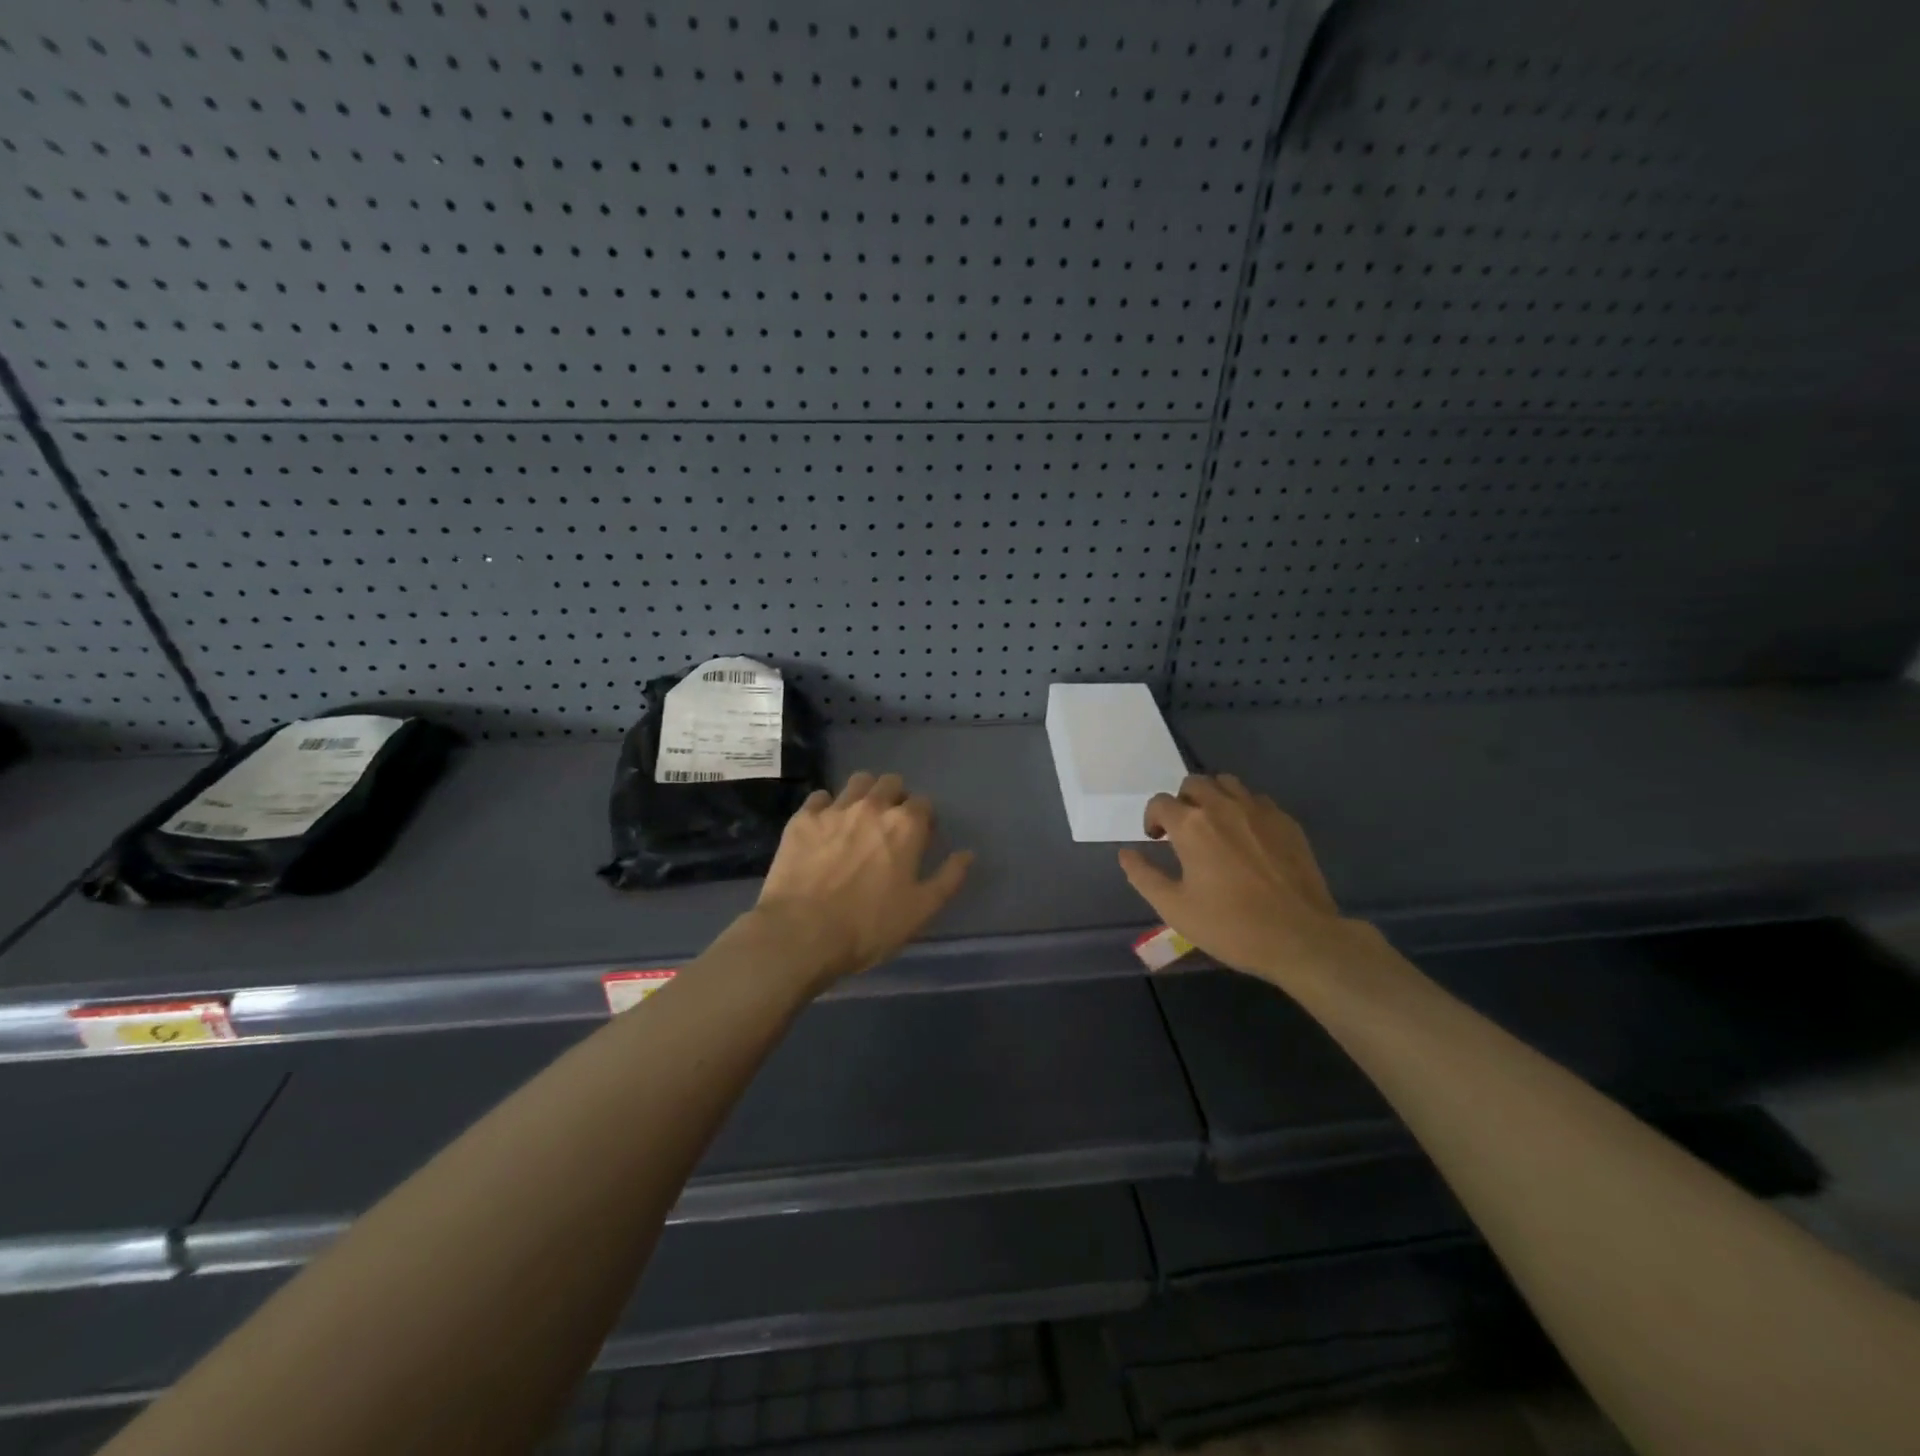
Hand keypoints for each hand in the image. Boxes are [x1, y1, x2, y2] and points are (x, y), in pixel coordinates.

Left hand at [748, 771, 973, 986]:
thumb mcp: (920, 911)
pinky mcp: (802, 819)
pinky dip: (826, 807)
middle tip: (889, 825)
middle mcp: (872, 807)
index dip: (924, 819)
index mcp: (905, 826)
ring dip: (864, 794)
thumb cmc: (868, 926)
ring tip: (859, 819)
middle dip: (895, 797)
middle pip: (890, 783)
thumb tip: (967, 853)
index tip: (919, 838)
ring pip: (857, 782)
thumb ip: (948, 878)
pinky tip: (824, 827)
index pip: (923, 803)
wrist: (801, 933)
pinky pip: (820, 798)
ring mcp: (835, 809)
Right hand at [1117, 774, 1392, 992]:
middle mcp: (1223, 806)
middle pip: (1194, 783)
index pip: (1160, 802)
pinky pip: (1258, 800)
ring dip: (1213, 797)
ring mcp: (1259, 811)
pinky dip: (1244, 809)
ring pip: (1228, 784)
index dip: (1152, 819)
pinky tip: (1248, 838)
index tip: (1156, 840)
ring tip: (1215, 826)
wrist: (1300, 938)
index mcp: (1191, 825)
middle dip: (1182, 801)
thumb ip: (1143, 876)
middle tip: (1184, 832)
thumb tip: (1126, 853)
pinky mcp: (1287, 822)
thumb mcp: (1174, 908)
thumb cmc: (1231, 926)